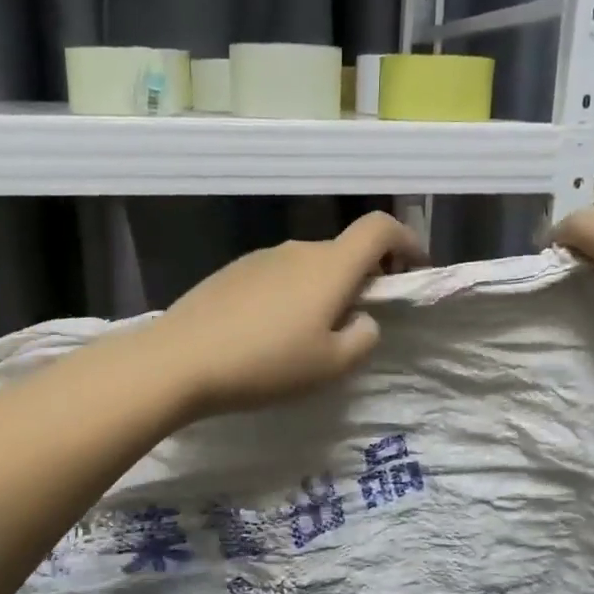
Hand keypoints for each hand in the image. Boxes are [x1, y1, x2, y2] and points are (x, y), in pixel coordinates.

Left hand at [147, 211, 428, 417]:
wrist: (180, 360)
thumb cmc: (266, 364)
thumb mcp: (331, 365)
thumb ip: (363, 338)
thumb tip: (362, 319)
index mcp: (330, 266)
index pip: (380, 229)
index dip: (406, 242)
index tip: (414, 269)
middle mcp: (297, 250)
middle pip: (344, 250)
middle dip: (364, 276)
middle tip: (360, 319)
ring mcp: (260, 258)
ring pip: (308, 265)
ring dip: (324, 289)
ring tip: (311, 335)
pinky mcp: (231, 273)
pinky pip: (276, 276)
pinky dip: (291, 295)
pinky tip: (271, 333)